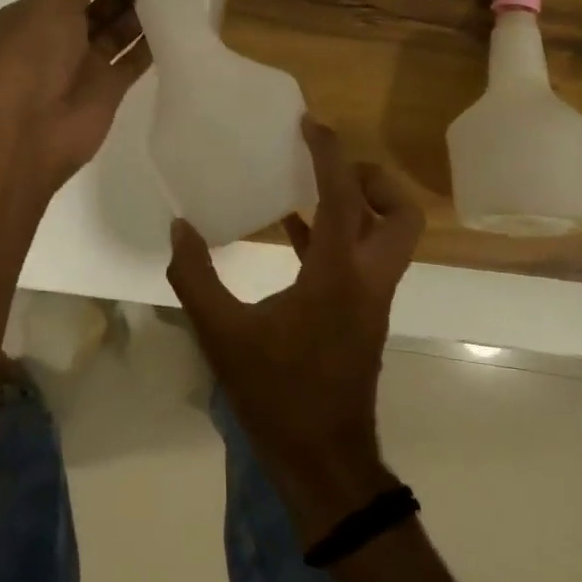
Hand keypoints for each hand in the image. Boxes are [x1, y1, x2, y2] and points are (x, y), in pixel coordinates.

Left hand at [0, 0, 152, 188]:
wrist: (26, 134)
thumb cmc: (32, 57)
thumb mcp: (58, 1)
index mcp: (41, 8)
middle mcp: (63, 33)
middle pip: (104, 1)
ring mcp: (86, 62)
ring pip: (121, 28)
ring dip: (144, 10)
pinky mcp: (109, 88)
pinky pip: (135, 58)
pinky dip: (153, 43)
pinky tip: (176, 22)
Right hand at [165, 118, 424, 540]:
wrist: (322, 458)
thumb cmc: (276, 393)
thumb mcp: (222, 334)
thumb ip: (196, 277)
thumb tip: (179, 227)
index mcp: (338, 274)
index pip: (344, 197)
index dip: (330, 153)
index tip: (310, 123)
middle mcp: (367, 278)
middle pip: (402, 214)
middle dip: (373, 181)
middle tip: (328, 169)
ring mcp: (371, 299)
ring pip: (390, 237)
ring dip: (360, 205)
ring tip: (308, 186)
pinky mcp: (362, 315)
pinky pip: (362, 259)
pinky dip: (338, 235)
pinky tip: (294, 233)